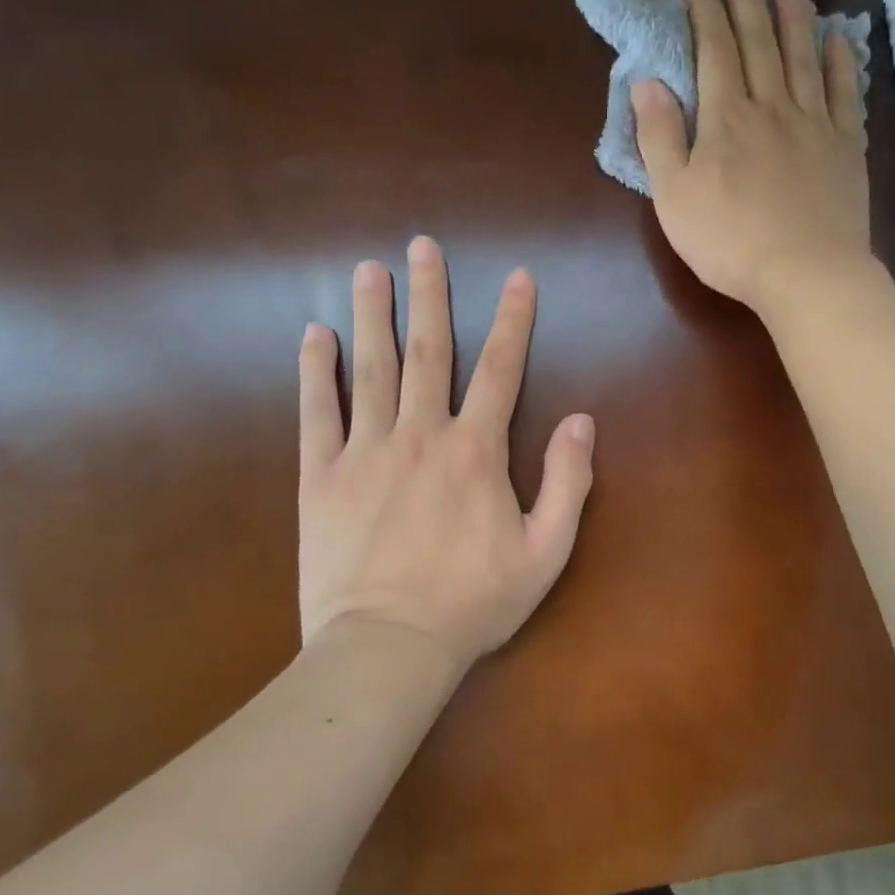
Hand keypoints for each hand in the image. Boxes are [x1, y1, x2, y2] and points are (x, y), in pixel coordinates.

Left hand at [296, 237, 595, 668]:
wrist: (387, 648)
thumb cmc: (473, 603)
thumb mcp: (546, 551)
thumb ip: (568, 481)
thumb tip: (581, 420)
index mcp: (475, 451)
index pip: (501, 369)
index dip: (513, 319)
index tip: (518, 276)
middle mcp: (421, 435)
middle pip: (429, 351)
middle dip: (429, 294)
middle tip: (422, 246)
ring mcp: (365, 452)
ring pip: (371, 369)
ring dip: (371, 315)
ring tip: (367, 269)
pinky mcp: (321, 477)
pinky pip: (317, 414)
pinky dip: (315, 372)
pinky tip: (312, 335)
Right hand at [634, 0, 871, 317]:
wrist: (805, 273)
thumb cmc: (729, 241)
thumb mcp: (674, 196)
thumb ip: (659, 136)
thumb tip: (648, 81)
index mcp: (727, 118)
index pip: (714, 50)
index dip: (704, 10)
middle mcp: (772, 107)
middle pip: (760, 43)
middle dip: (747, 0)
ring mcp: (815, 125)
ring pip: (803, 57)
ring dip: (795, 17)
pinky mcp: (845, 148)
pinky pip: (845, 93)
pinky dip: (841, 61)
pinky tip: (838, 38)